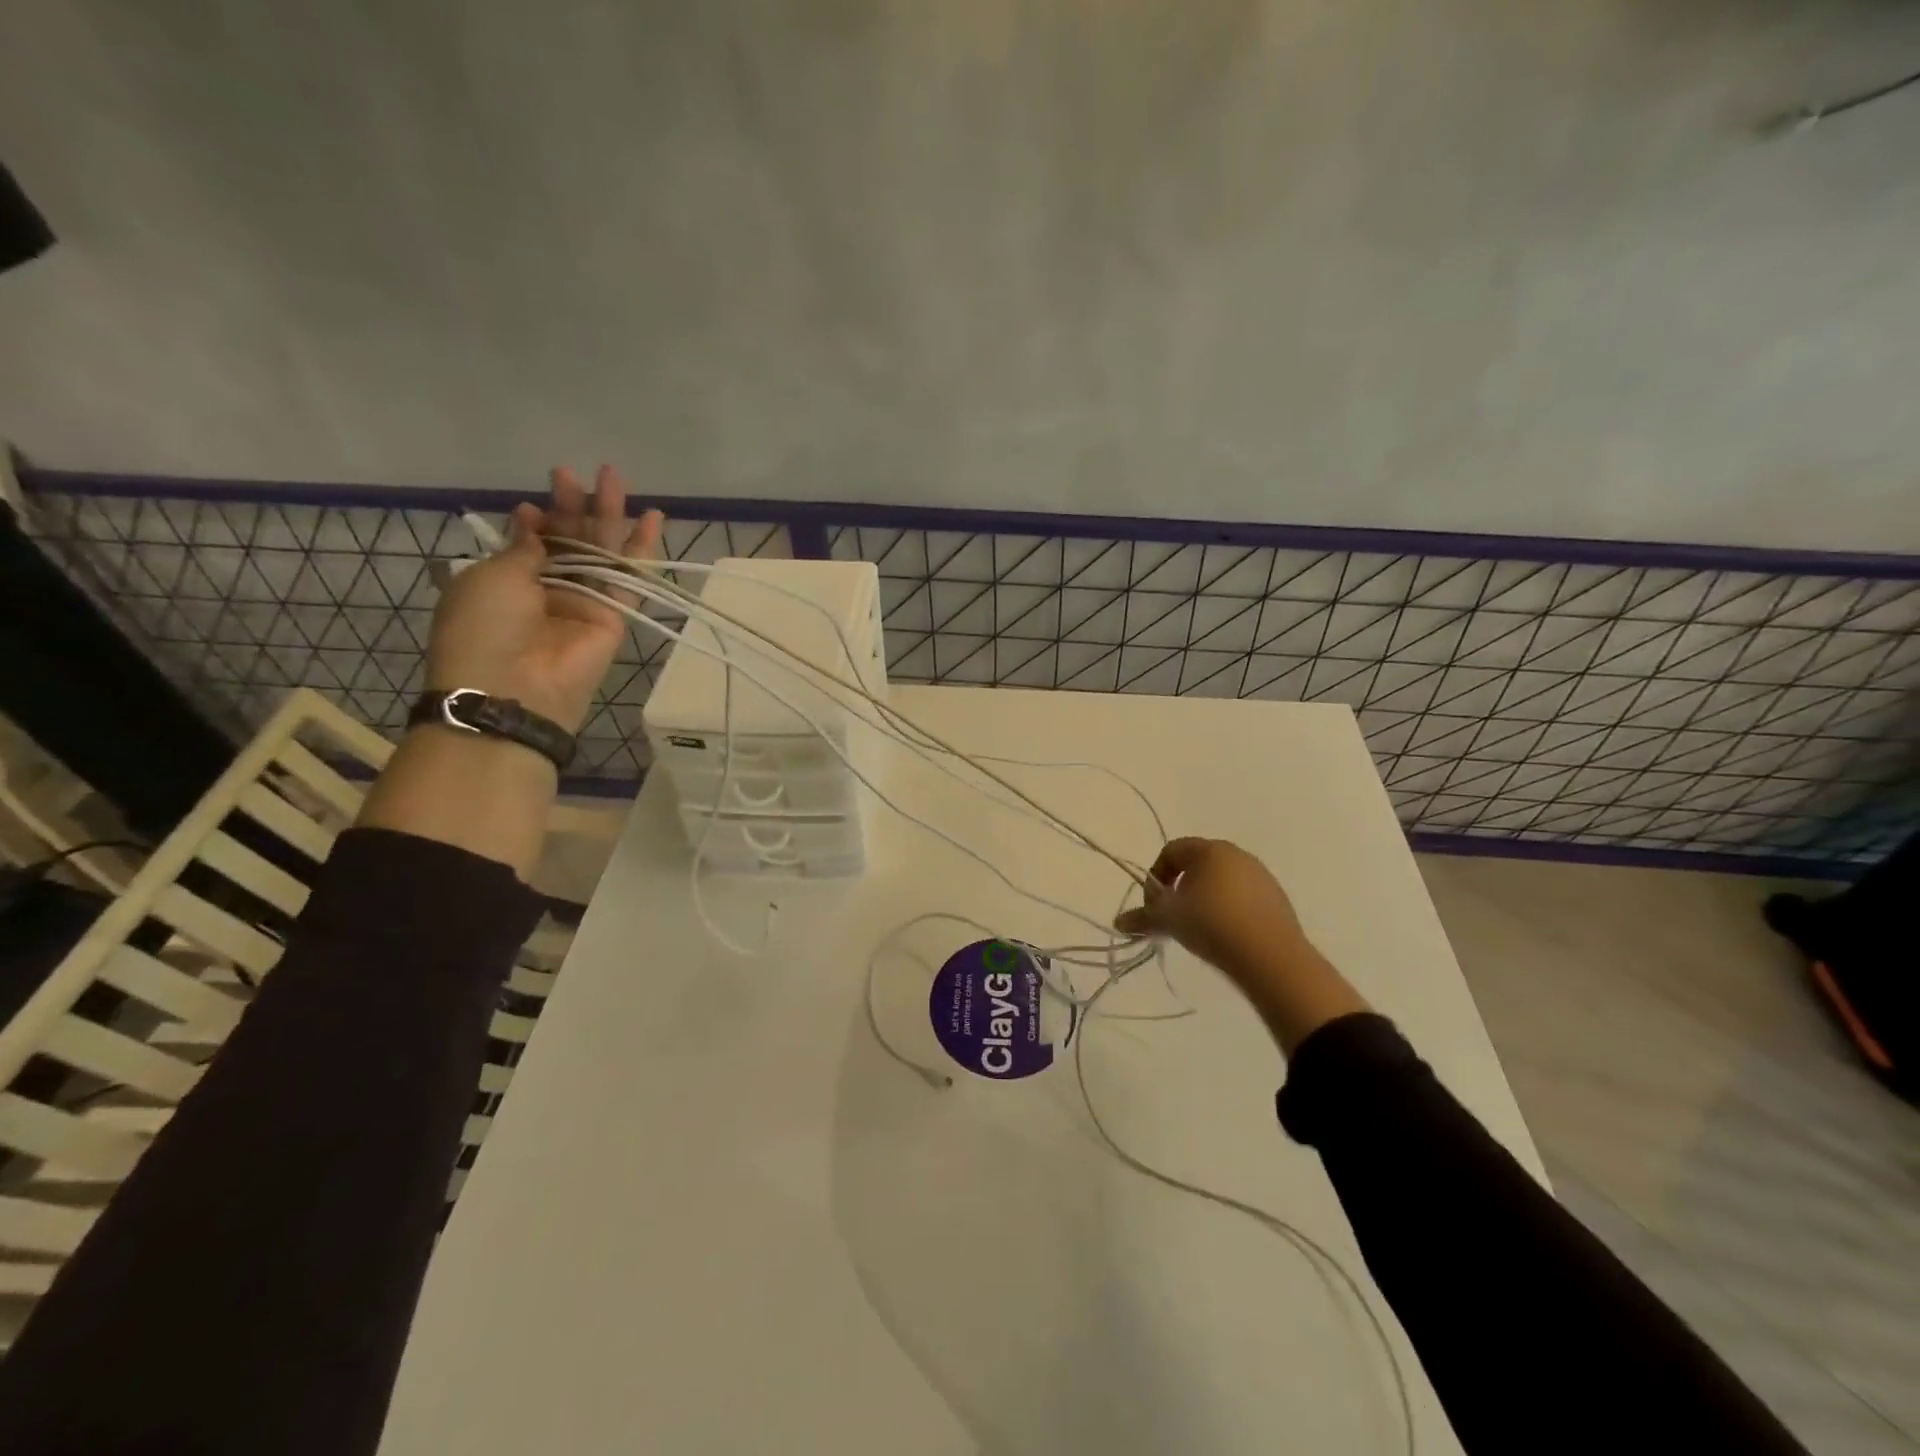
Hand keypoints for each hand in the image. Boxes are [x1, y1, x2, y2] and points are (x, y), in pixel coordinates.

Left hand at [426, 465, 663, 734]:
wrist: (515, 688)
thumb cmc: (485, 627)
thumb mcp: (491, 577)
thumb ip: (524, 549)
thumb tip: (534, 524)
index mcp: (506, 582)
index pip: (530, 542)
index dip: (535, 520)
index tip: (534, 506)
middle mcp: (546, 589)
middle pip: (567, 540)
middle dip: (571, 506)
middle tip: (575, 473)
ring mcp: (583, 602)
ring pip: (600, 551)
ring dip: (607, 514)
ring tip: (613, 475)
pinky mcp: (614, 615)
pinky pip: (629, 576)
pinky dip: (641, 548)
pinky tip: (652, 517)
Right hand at [1116, 838, 1368, 1050]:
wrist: (1270, 957)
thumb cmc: (1211, 924)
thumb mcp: (1169, 920)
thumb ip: (1142, 918)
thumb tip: (1119, 922)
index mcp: (1209, 850)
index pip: (1172, 850)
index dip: (1155, 875)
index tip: (1153, 905)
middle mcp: (1237, 855)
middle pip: (1198, 865)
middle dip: (1180, 888)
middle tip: (1173, 918)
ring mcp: (1261, 876)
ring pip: (1222, 882)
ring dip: (1204, 900)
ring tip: (1198, 930)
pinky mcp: (1278, 900)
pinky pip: (1243, 899)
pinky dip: (1228, 911)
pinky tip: (1225, 936)